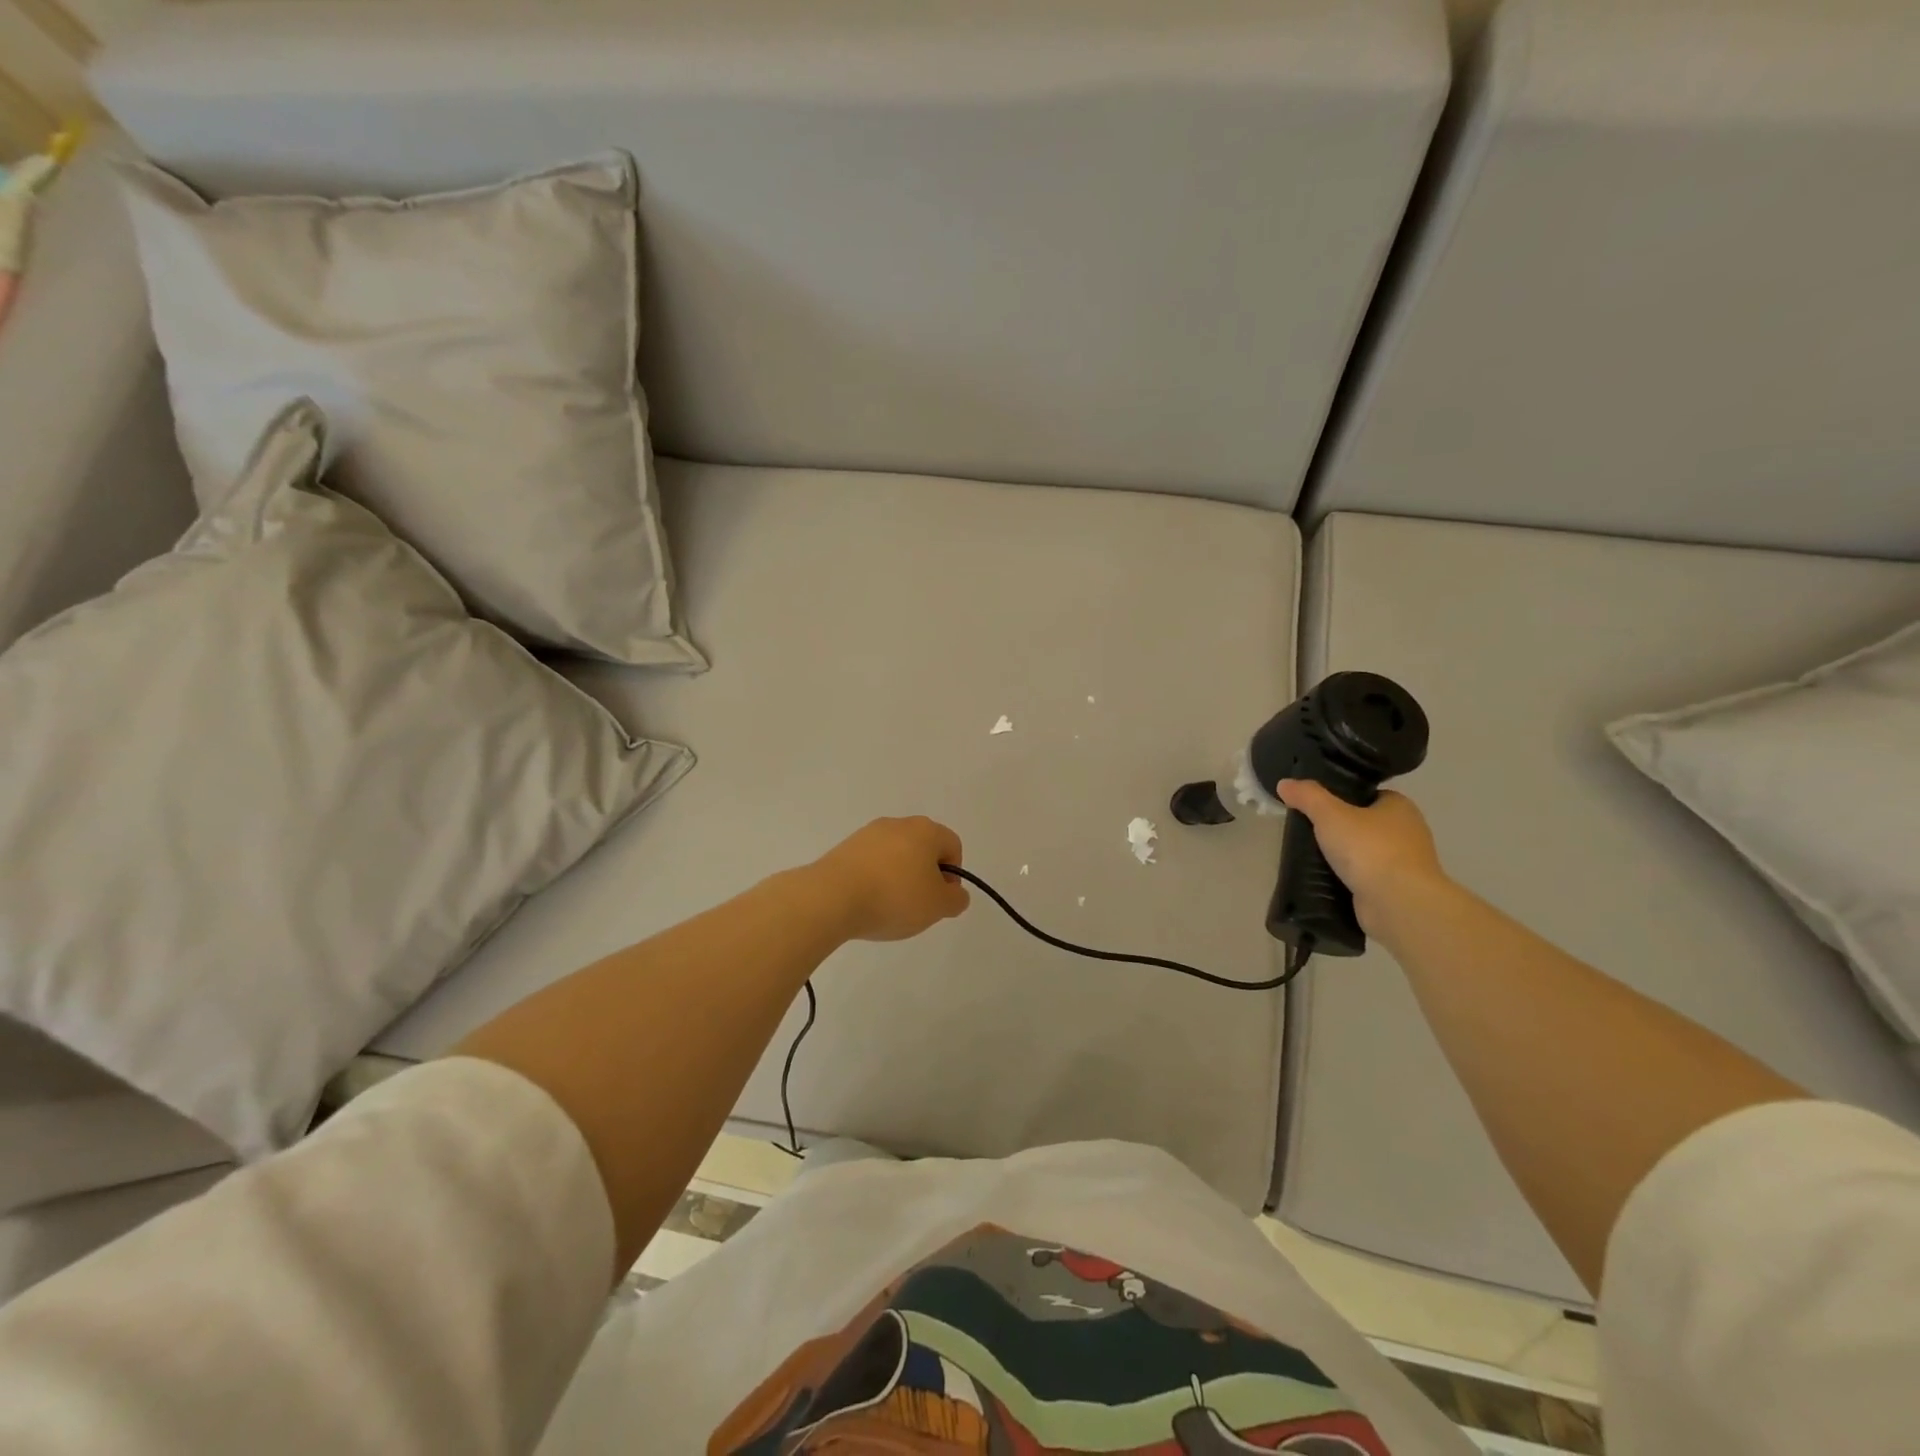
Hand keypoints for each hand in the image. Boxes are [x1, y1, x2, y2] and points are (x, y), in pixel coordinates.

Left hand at [809, 817, 970, 941]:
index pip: (952, 846)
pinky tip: (866, 902)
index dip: (953, 875)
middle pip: (923, 848)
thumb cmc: (894, 898)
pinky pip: (870, 863)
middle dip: (924, 876)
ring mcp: (867, 834)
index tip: (939, 900)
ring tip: (888, 907)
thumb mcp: (938, 906)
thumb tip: (954, 892)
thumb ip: (955, 899)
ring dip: (898, 878)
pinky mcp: (844, 848)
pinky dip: (874, 879)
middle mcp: (898, 824)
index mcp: (926, 830)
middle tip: (917, 906)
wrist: (831, 898)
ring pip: (895, 855)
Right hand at [1275, 781, 1445, 937]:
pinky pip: (1366, 878)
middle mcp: (1408, 833)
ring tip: (1310, 857)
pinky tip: (1325, 880)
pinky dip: (1349, 879)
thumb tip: (1285, 783)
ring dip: (1344, 857)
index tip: (1317, 806)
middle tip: (1308, 831)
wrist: (1398, 903)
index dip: (1343, 798)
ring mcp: (1405, 865)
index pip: (1369, 795)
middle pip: (1366, 824)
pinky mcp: (1396, 891)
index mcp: (1401, 807)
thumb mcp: (1330, 814)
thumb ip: (1307, 796)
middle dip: (1340, 829)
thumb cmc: (1369, 849)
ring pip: (1366, 853)